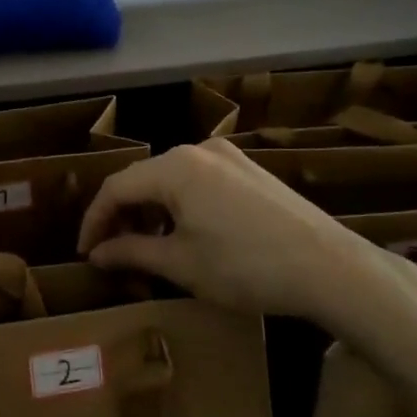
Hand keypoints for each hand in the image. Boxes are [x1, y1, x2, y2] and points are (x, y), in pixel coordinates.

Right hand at [77, 137, 416, 333]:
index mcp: (174, 166)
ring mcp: (229, 156)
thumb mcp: (181, 264)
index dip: (94, 221)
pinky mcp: (251, 170)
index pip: (116, 188)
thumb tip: (96, 254)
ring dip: (152, 211)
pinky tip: (187, 234)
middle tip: (114, 253)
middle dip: (123, 216)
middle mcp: (198, 149)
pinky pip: (200, 181)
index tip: (84, 254)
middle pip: (143, 179)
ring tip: (148, 247)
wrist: (331, 267)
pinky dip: (181, 205)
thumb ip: (131, 252)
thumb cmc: (245, 266)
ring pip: (172, 179)